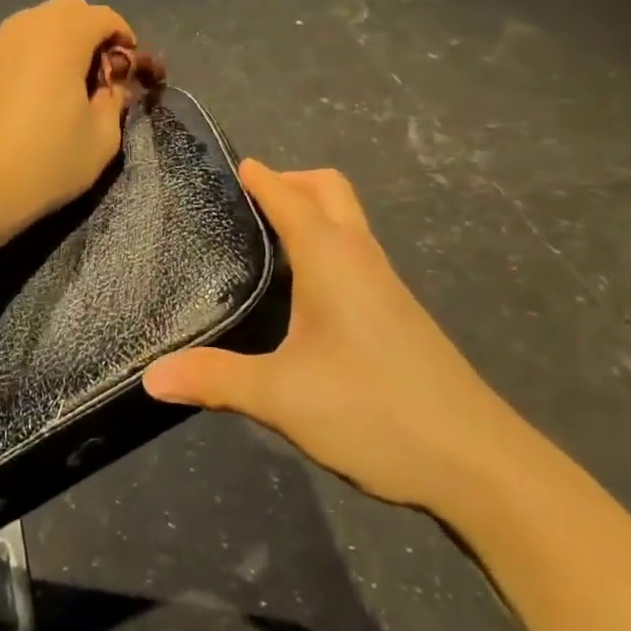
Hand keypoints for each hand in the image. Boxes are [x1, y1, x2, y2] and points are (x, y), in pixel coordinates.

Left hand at [0, 0, 137, 233]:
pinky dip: (36, 51)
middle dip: (92, 31)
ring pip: (39, 20)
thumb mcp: (102, 138)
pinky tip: (38, 90)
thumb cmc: (46, 162)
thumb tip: (112, 84)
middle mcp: (27, 27)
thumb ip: (115, 100)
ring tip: (69, 81)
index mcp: (62, 37)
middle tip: (100, 73)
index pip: (103, 16)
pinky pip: (17, 40)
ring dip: (62, 39)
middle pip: (69, 8)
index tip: (130, 70)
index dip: (124, 38)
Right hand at [142, 161, 525, 514]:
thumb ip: (215, 380)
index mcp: (331, 258)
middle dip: (290, 182)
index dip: (258, 176)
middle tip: (246, 202)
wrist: (480, 464)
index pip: (289, 196)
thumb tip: (151, 377)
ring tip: (265, 239)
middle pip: (329, 191)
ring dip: (311, 213)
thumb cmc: (375, 411)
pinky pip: (355, 255)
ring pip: (347, 223)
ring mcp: (386, 286)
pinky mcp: (399, 315)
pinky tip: (305, 292)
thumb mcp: (282, 398)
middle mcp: (361, 259)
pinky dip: (326, 246)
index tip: (228, 165)